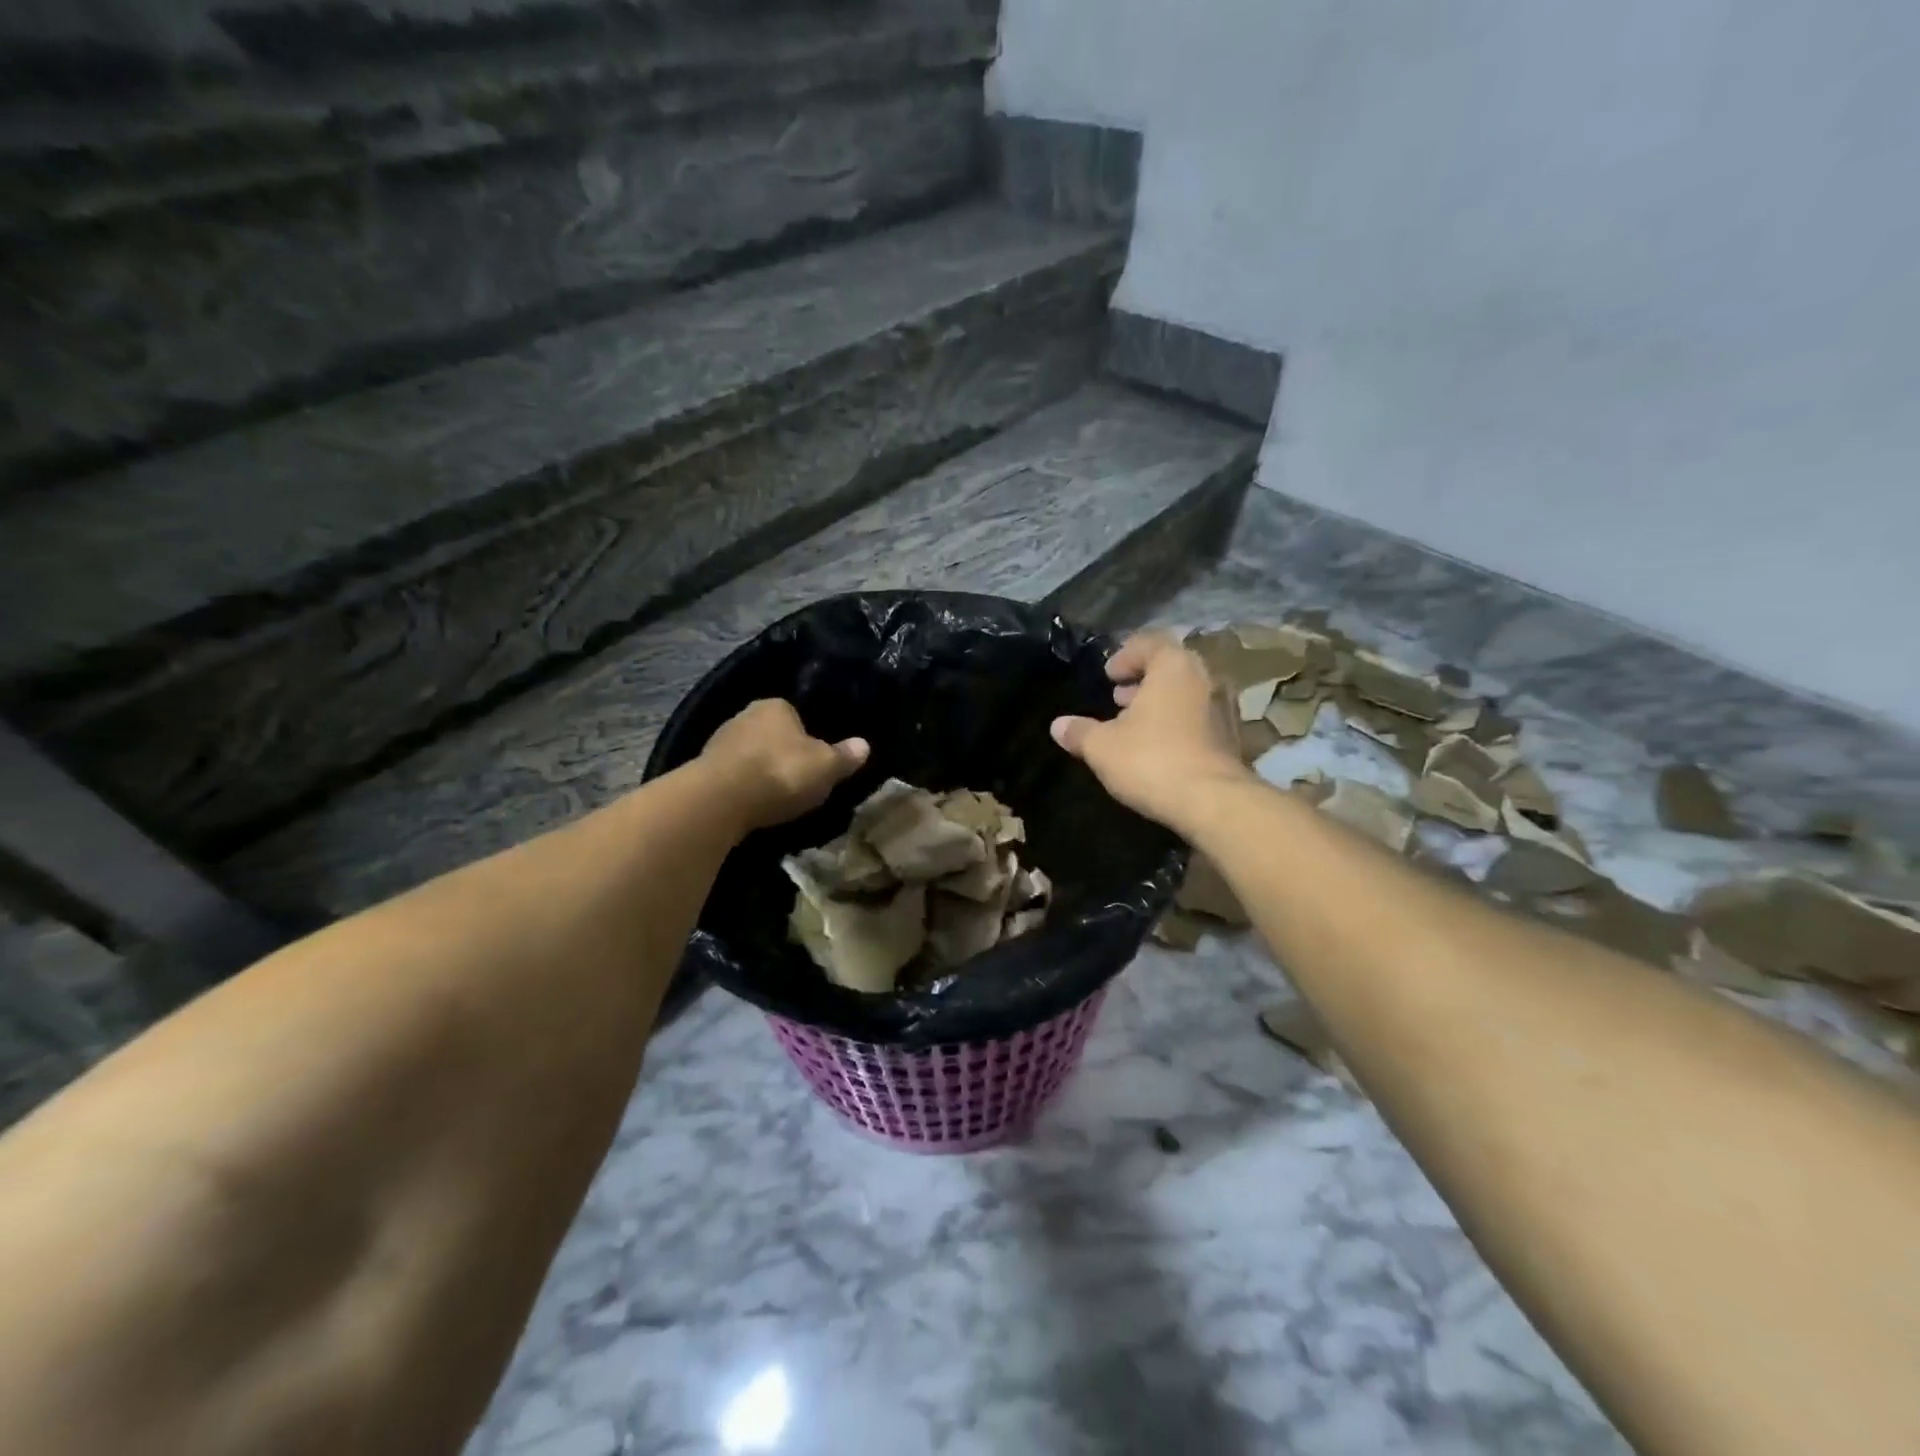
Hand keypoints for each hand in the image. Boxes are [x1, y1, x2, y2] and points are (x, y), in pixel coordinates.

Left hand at [700, 699, 868, 832]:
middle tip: (800, 780)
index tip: (817, 760)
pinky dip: (744, 788)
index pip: (796, 714)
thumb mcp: (826, 767)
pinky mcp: (702, 770)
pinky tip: (753, 805)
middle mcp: (744, 715)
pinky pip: (733, 776)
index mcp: (776, 705)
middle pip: (772, 734)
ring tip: (777, 797)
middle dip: (783, 753)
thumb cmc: (781, 773)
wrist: (720, 801)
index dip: (809, 736)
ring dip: (761, 772)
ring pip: (750, 755)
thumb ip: (844, 756)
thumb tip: (864, 745)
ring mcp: (719, 742)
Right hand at [1051, 632, 1249, 832]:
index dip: (1125, 656)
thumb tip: (1058, 725)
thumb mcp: (1101, 746)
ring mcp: (1223, 707)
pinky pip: (1198, 718)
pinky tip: (1157, 748)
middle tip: (1119, 698)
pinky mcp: (1232, 737)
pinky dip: (1177, 723)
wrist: (1212, 802)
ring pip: (1186, 693)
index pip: (1150, 642)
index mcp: (1174, 666)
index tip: (1108, 676)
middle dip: (1142, 680)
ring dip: (1160, 703)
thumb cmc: (1151, 760)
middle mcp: (1204, 678)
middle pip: (1171, 667)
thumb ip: (1079, 731)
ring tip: (1134, 725)